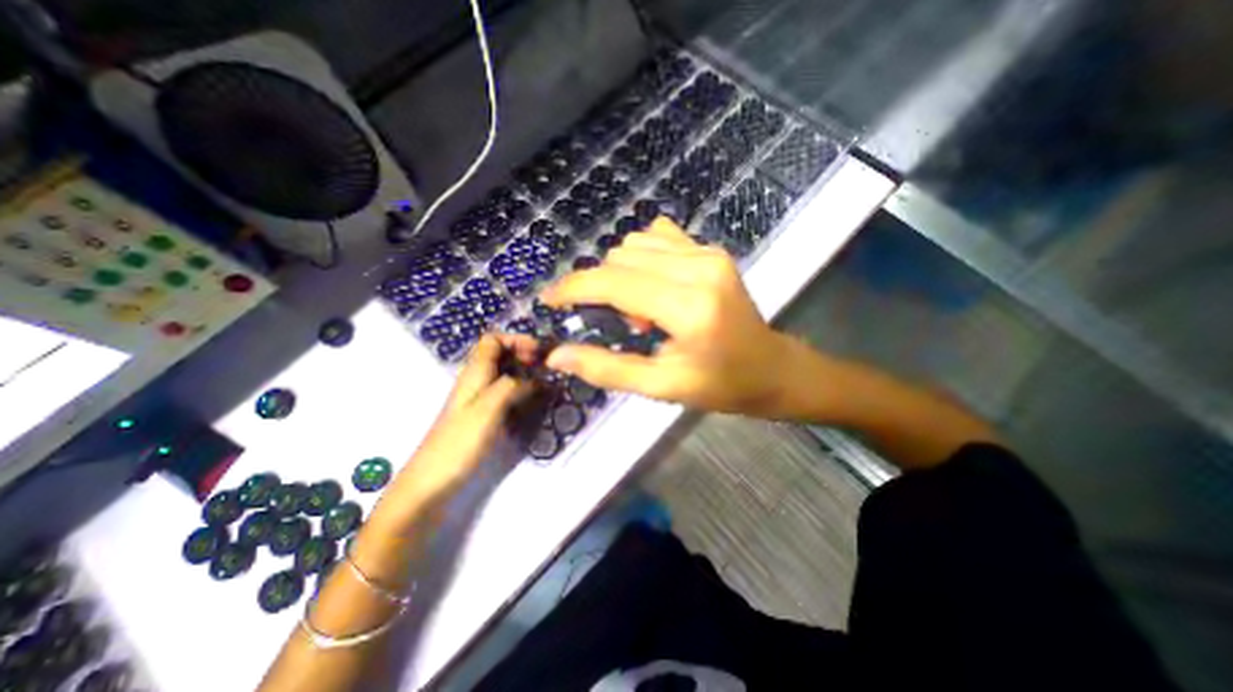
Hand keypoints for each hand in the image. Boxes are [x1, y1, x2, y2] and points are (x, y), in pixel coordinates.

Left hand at [375, 332, 530, 519]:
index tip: (539, 352)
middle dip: (524, 355)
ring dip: (525, 374)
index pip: (492, 340)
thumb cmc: (459, 442)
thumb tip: (537, 378)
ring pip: (504, 375)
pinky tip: (534, 402)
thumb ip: (512, 386)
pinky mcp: (483, 417)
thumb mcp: (488, 408)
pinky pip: (506, 395)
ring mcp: (479, 400)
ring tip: (546, 383)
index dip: (516, 340)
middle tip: (546, 368)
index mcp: (474, 373)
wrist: (432, 482)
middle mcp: (476, 382)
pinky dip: (522, 392)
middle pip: (500, 355)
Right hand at [544, 219, 793, 414]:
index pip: (613, 283)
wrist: (773, 368)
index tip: (549, 300)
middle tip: (628, 326)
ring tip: (645, 310)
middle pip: (620, 258)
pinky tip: (655, 285)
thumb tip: (557, 355)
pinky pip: (658, 236)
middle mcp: (699, 268)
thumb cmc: (721, 386)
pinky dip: (642, 258)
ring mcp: (708, 252)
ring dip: (623, 274)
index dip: (573, 288)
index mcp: (689, 308)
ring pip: (635, 243)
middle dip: (603, 288)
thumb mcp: (662, 388)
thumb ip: (608, 370)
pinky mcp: (712, 250)